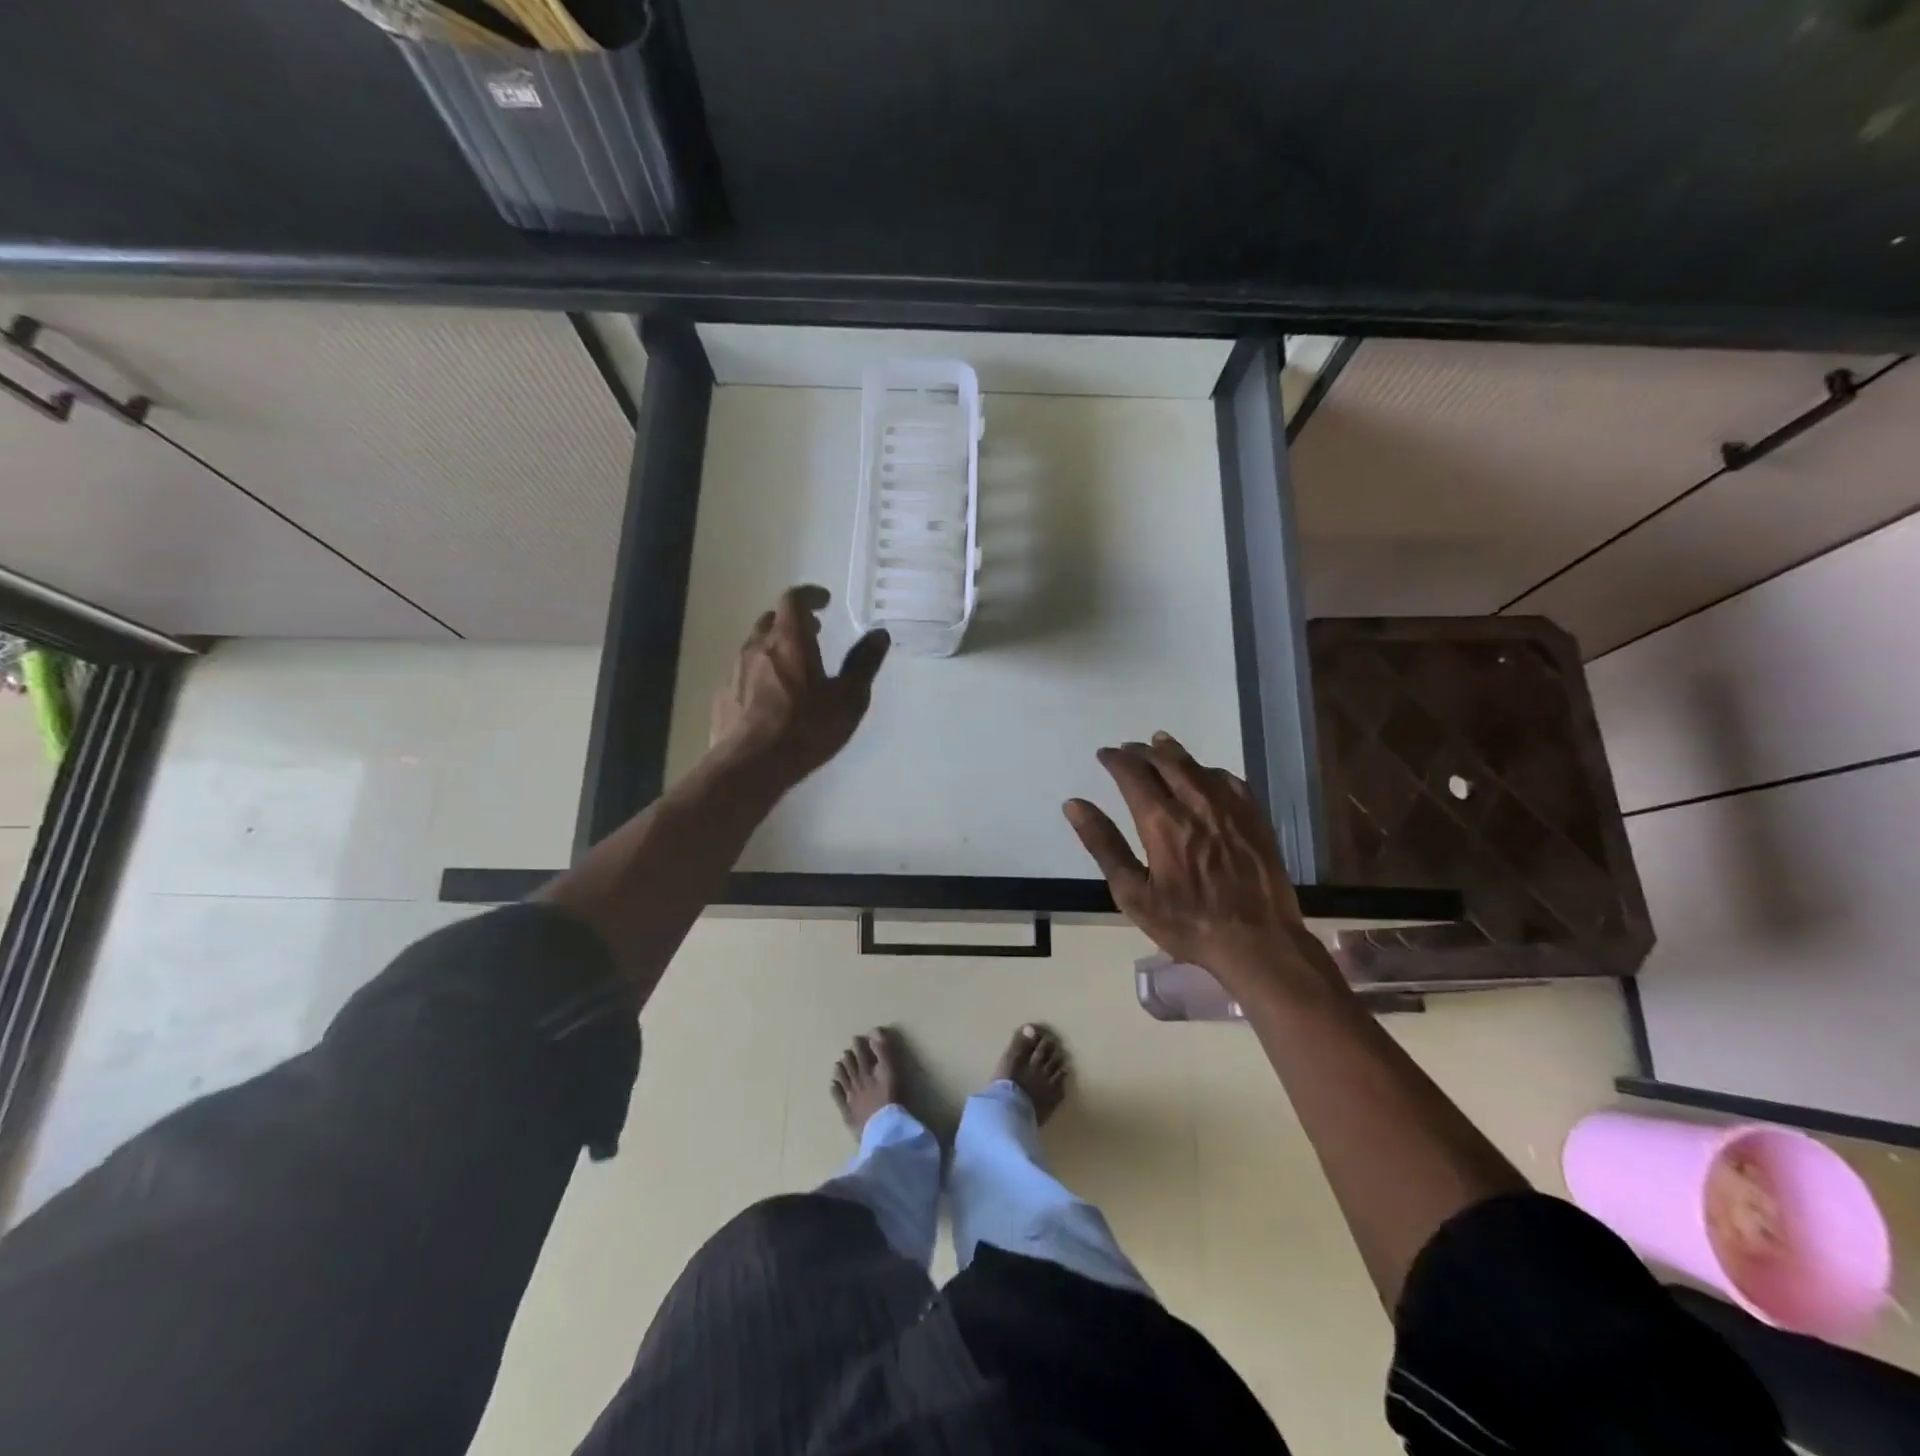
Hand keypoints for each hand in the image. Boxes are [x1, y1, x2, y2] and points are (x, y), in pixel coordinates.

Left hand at [710, 585, 889, 786]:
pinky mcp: (724, 696)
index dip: (810, 595)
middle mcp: (757, 646)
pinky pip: (744, 672)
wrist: (751, 766)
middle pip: (772, 620)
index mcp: (789, 640)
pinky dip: (761, 672)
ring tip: (796, 667)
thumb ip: (864, 663)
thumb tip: (879, 633)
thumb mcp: (848, 698)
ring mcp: (735, 671)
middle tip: (814, 633)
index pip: (794, 599)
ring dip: (776, 647)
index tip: (824, 601)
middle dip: (793, 621)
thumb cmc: (806, 729)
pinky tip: (773, 697)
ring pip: (756, 646)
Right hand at [1063, 733, 1336, 993]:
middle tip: (1129, 749)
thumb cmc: (1188, 923)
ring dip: (1173, 752)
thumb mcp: (1133, 893)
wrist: (1258, 942)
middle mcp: (1195, 804)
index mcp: (1162, 822)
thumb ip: (1103, 845)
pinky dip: (1208, 770)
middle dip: (1142, 752)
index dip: (1116, 760)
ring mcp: (1229, 808)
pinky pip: (1229, 780)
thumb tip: (1074, 805)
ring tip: (1160, 744)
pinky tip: (1205, 774)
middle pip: (1165, 762)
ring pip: (1197, 766)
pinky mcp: (1254, 817)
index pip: (1133, 775)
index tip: (1105, 754)